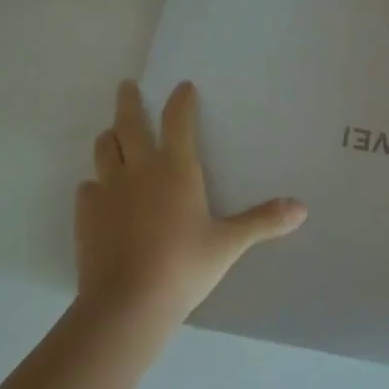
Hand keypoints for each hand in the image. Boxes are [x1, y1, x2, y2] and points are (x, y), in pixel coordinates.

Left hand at [76, 80, 305, 329]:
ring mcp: (108, 189)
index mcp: (176, 168)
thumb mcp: (228, 244)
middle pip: (129, 122)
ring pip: (104, 149)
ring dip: (109, 137)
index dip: (181, 101)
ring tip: (112, 134)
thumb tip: (302, 208)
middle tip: (127, 85)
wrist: (127, 303)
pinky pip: (87, 187)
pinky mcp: (86, 213)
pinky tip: (98, 192)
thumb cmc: (184, 266)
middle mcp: (139, 168)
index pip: (177, 120)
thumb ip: (262, 221)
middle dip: (129, 101)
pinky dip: (95, 183)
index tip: (183, 87)